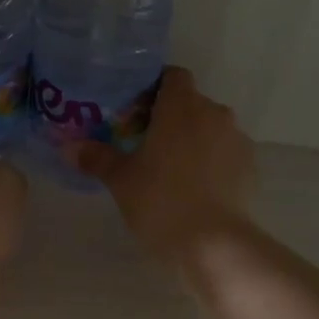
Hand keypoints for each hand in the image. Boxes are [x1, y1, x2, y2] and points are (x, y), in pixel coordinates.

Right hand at [68, 67, 254, 260]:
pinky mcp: (250, 166)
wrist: (213, 243)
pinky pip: (225, 152)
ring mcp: (236, 139)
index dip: (154, 88)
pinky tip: (195, 187)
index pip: (172, 76)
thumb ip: (96, 158)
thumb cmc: (160, 200)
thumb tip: (68, 147)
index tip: (135, 112)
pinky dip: (211, 161)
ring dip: (192, 139)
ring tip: (171, 169)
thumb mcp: (121, 180)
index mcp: (181, 106)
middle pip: (190, 102)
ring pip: (210, 128)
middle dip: (170, 117)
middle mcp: (213, 113)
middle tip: (145, 144)